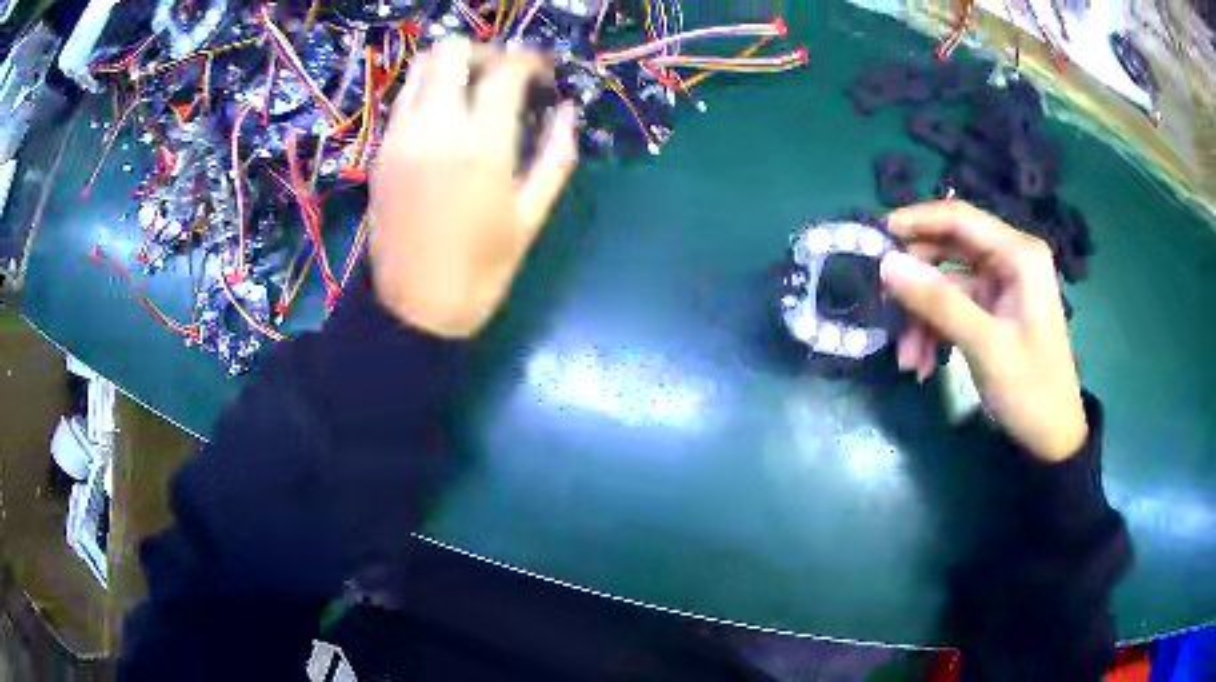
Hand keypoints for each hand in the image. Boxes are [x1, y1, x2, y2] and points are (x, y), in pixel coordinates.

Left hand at [369, 39, 578, 338]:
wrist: (415, 307)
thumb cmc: (482, 270)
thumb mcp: (532, 217)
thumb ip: (556, 156)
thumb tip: (567, 112)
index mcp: (481, 146)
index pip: (505, 70)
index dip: (531, 61)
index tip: (544, 73)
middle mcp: (434, 128)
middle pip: (453, 50)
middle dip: (486, 52)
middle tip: (506, 76)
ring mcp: (400, 136)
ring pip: (421, 67)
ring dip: (452, 66)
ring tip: (475, 91)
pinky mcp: (381, 151)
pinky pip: (404, 98)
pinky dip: (429, 90)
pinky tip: (447, 117)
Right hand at [879, 200, 1086, 461]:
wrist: (1053, 437)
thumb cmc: (1031, 388)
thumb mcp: (985, 345)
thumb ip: (938, 302)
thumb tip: (886, 264)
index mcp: (1018, 255)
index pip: (959, 218)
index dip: (916, 221)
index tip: (875, 238)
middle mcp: (1010, 260)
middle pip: (949, 250)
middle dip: (917, 283)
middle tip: (885, 307)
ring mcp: (1001, 286)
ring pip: (947, 284)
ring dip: (923, 318)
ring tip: (908, 361)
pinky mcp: (994, 310)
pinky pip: (954, 309)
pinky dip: (936, 332)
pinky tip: (925, 365)